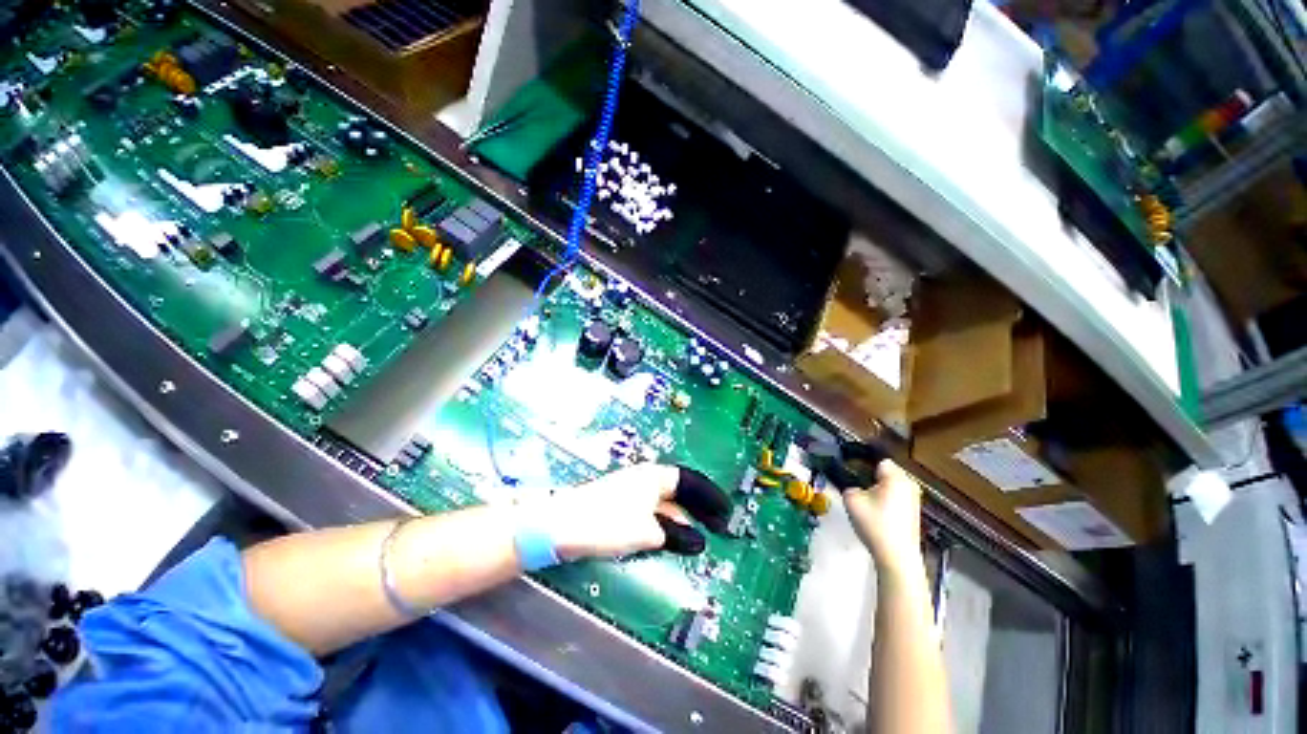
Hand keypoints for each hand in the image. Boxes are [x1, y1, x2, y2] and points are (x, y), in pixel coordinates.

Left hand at [531, 463, 731, 560]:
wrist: (560, 525)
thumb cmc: (607, 523)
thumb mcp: (646, 532)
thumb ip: (675, 535)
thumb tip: (698, 541)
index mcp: (655, 476)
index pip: (691, 482)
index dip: (711, 497)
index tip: (727, 513)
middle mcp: (646, 479)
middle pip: (681, 490)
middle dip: (701, 508)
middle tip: (720, 527)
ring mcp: (633, 491)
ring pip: (667, 502)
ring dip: (685, 518)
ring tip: (702, 535)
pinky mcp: (622, 505)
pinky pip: (654, 511)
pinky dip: (668, 523)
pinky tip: (673, 537)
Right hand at [843, 460, 924, 575]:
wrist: (896, 556)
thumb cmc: (874, 523)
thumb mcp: (851, 499)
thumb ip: (849, 486)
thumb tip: (854, 487)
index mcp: (895, 477)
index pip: (878, 460)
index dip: (863, 463)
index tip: (851, 471)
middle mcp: (909, 484)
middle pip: (887, 473)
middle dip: (873, 477)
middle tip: (857, 485)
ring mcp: (914, 500)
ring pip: (892, 486)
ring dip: (880, 489)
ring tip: (866, 500)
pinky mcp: (914, 513)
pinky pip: (897, 498)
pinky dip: (887, 501)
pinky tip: (877, 513)